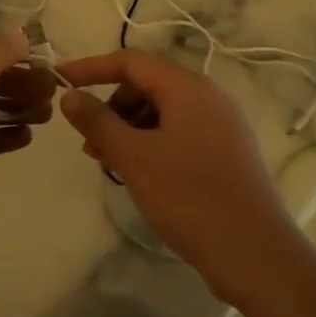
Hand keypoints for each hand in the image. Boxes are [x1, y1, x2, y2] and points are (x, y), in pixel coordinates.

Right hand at [56, 50, 298, 303]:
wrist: (255, 255)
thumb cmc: (189, 197)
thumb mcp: (133, 157)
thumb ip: (97, 121)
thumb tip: (69, 96)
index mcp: (188, 88)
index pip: (130, 61)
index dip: (91, 68)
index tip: (59, 82)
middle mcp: (209, 98)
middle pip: (147, 85)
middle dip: (111, 107)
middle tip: (89, 143)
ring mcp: (221, 126)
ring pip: (162, 112)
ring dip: (128, 129)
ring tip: (109, 163)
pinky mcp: (226, 153)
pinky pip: (178, 133)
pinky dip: (150, 143)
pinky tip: (139, 174)